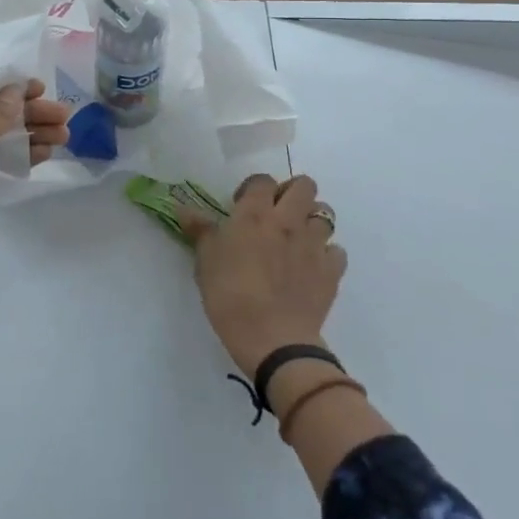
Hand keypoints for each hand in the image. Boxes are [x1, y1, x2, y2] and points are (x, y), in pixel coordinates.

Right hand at [179, 174, 346, 381]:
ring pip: (325, 213)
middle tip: (276, 214)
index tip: (242, 206)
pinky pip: (336, 251)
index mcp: (254, 214)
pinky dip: (326, 254)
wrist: (271, 338)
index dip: (253, 188)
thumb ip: (200, 230)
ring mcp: (314, 244)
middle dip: (292, 192)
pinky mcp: (332, 270)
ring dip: (311, 220)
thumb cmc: (229, 295)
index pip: (262, 180)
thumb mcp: (205, 261)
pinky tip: (312, 267)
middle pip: (304, 185)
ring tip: (296, 239)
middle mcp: (288, 220)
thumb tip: (183, 208)